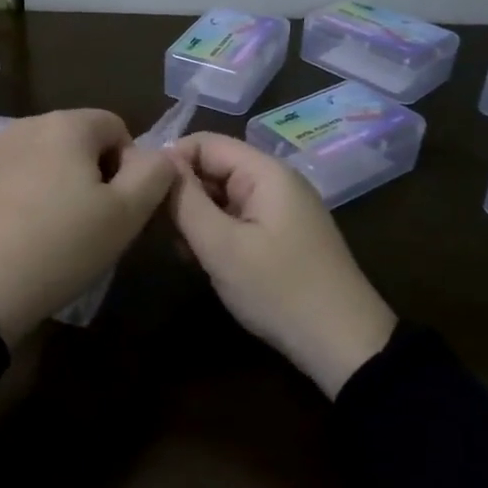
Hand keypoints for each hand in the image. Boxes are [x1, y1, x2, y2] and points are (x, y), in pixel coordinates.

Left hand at [0, 109, 177, 342]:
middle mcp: (28, 125)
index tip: (123, 208)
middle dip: (99, 176)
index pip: (118, 127)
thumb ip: (155, 174)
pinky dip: (38, 201)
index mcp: (66, 123)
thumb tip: (160, 155)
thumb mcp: (126, 214)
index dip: (132, 166)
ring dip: (69, 190)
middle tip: (99, 225)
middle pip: (83, 142)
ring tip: (66, 236)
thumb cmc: (61, 245)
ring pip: (53, 162)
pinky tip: (33, 239)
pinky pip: (24, 180)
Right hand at [168, 133, 396, 397]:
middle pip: (215, 167)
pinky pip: (238, 219)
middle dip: (182, 192)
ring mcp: (281, 210)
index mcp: (265, 172)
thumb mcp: (221, 246)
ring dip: (196, 216)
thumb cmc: (278, 290)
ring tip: (177, 248)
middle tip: (154, 227)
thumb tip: (159, 163)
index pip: (205, 142)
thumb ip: (186, 201)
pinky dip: (216, 233)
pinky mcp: (282, 236)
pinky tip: (200, 259)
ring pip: (223, 196)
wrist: (344, 345)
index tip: (142, 193)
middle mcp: (275, 181)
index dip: (170, 161)